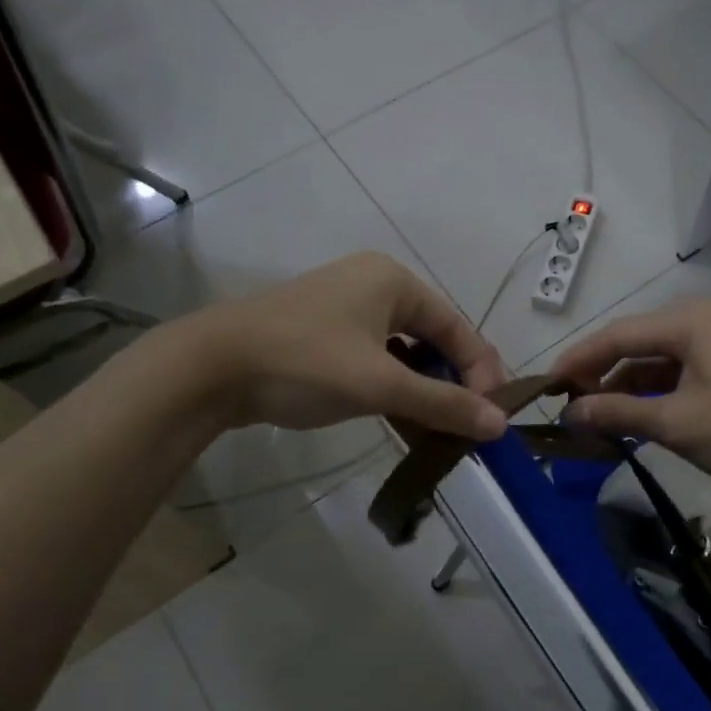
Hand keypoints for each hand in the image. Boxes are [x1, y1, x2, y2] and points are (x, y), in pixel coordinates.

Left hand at [187, 252, 509, 440]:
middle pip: (432, 337)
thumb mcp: (380, 385)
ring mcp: (345, 307)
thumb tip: (500, 425)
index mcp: (394, 281)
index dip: (481, 371)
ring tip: (437, 429)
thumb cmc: (305, 363)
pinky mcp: (323, 332)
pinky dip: (392, 386)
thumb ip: (442, 403)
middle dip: (451, 382)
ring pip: (403, 350)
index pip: (457, 326)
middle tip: (466, 425)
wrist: (210, 368)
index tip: (492, 416)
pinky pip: (375, 357)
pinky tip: (400, 418)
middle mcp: (374, 284)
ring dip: (422, 389)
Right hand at [548, 299, 710, 492]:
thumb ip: (618, 413)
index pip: (614, 335)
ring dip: (621, 389)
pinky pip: (670, 375)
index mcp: (684, 322)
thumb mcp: (675, 423)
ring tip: (592, 419)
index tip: (545, 386)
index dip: (577, 360)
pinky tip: (629, 419)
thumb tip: (570, 413)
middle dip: (597, 375)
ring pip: (649, 362)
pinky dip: (647, 396)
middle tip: (566, 405)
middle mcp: (694, 322)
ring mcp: (709, 344)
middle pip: (630, 345)